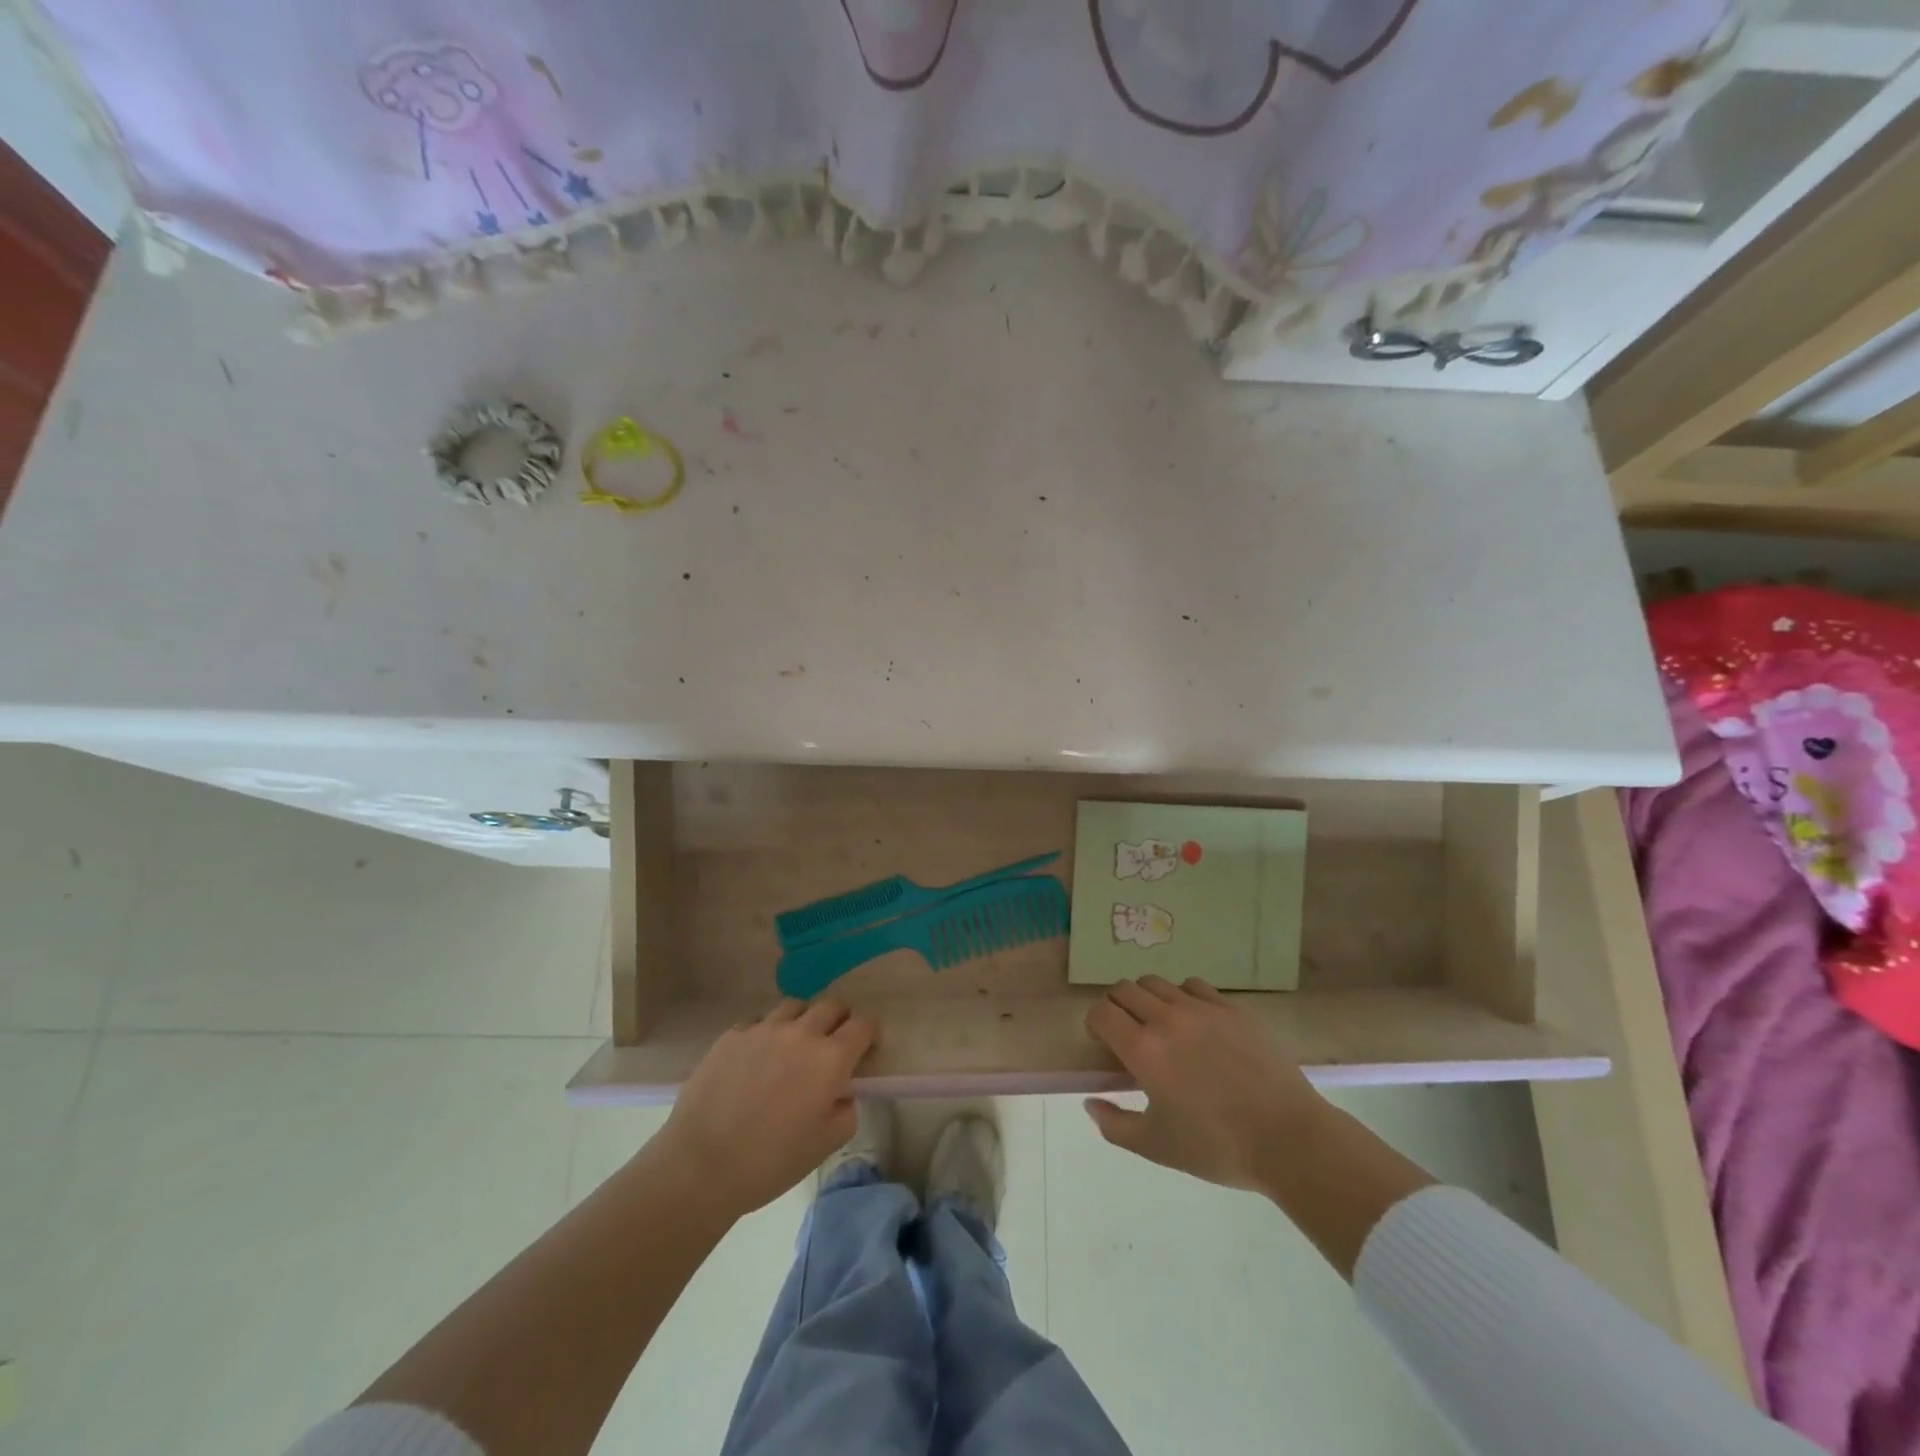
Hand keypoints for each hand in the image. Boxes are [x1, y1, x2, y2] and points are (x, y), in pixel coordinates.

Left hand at [652, 998, 875, 1218]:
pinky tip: (756, 1059)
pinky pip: (759, 1021)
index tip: (864, 1050)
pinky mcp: (732, 1034)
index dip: (869, 1034)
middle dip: (839, 1020)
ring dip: (802, 1020)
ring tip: (792, 1046)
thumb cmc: (770, 1162)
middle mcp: (801, 1033)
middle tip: (832, 1045)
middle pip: (831, 1005)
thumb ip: (846, 1110)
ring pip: (794, 1006)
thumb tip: (841, 1092)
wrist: (701, 1165)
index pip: (863, 1025)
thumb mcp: (825, 1145)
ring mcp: (764, 1029)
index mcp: (830, 1059)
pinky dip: (767, 1033)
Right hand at [1083, 975, 1327, 1192]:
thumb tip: (1090, 1103)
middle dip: (1117, 1007)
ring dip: (1148, 999)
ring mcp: (1202, 1008)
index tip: (1102, 1042)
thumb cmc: (1218, 1147)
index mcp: (1143, 1050)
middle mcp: (1167, 1018)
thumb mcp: (1156, 1147)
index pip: (1102, 1012)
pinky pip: (1194, 986)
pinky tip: (1195, 1022)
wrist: (1289, 1139)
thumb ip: (1114, 1125)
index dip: (1095, 1023)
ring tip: (1160, 1025)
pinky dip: (1183, 997)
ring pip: (1157, 983)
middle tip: (1127, 1033)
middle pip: (1125, 989)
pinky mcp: (1232, 1008)